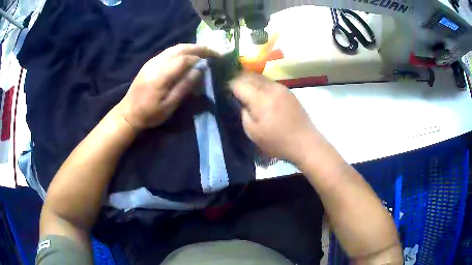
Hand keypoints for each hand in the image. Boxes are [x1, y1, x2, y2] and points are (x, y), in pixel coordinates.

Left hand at [116, 44, 218, 129]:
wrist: (128, 113)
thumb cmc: (150, 113)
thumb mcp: (169, 105)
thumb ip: (184, 86)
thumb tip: (200, 69)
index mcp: (160, 75)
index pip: (184, 59)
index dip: (200, 57)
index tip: (214, 59)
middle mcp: (155, 63)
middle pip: (180, 48)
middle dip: (198, 48)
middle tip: (213, 51)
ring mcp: (152, 61)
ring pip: (175, 48)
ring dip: (191, 47)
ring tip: (204, 52)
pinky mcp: (150, 63)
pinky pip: (169, 52)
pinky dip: (182, 51)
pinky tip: (189, 56)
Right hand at [230, 73, 322, 164]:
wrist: (305, 142)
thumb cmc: (277, 141)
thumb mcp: (253, 132)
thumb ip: (243, 113)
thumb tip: (240, 102)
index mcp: (260, 99)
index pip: (238, 84)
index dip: (229, 86)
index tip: (225, 92)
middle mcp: (270, 88)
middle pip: (249, 76)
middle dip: (238, 80)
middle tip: (232, 89)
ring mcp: (281, 87)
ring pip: (260, 76)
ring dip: (249, 80)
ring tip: (245, 89)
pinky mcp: (288, 90)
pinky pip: (269, 81)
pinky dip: (260, 83)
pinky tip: (259, 92)